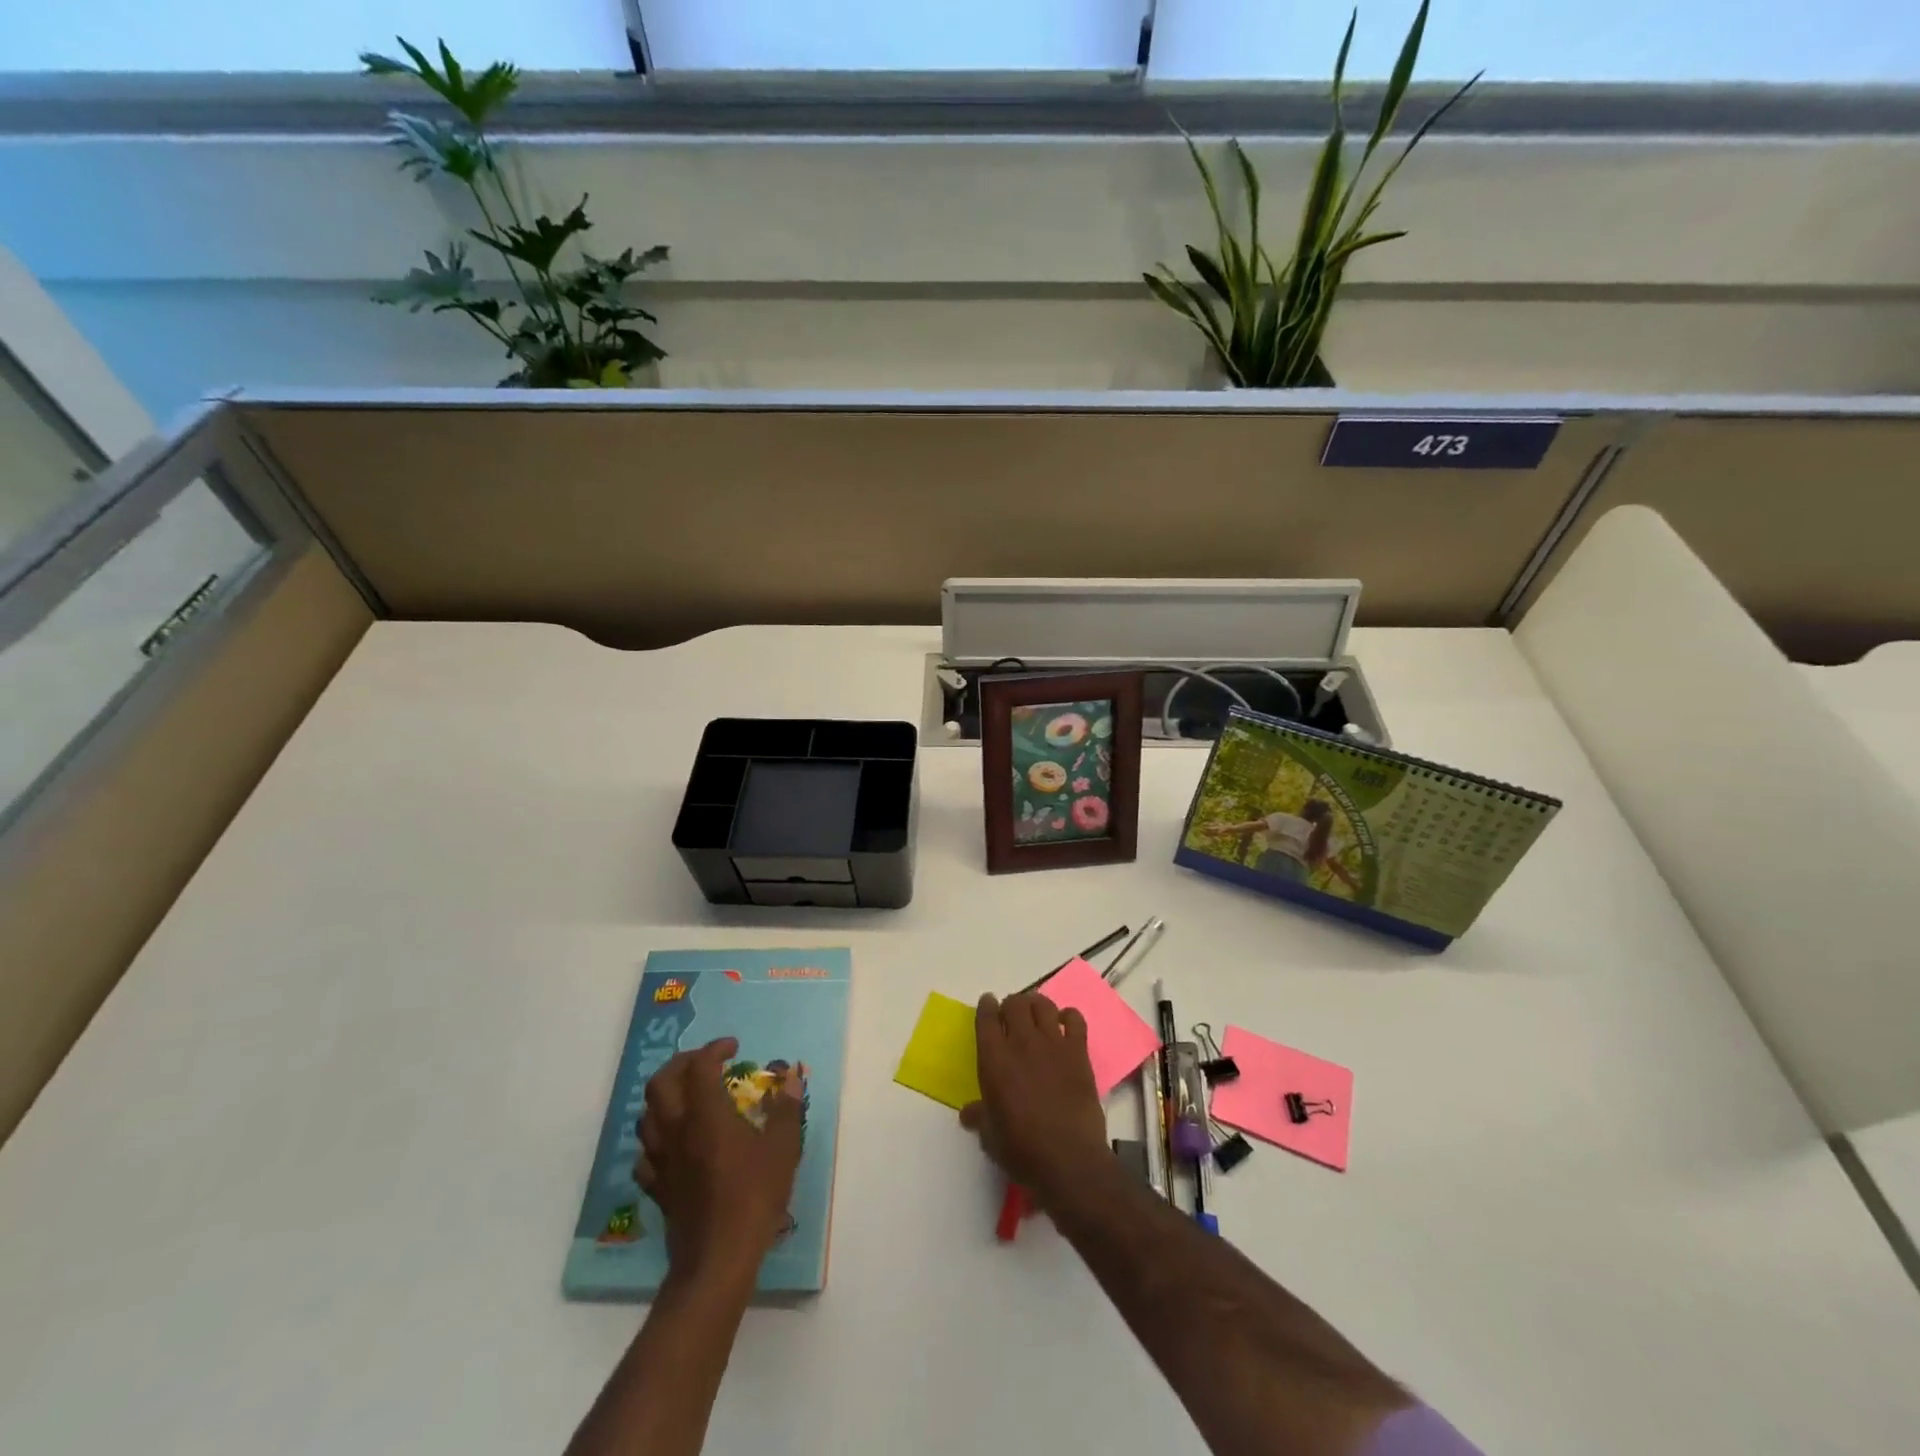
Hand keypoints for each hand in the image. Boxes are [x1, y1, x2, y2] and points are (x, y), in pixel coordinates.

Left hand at [635, 1037, 804, 1282]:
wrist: (717, 1259)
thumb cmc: (754, 1197)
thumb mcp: (783, 1149)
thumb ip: (786, 1110)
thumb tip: (791, 1079)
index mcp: (706, 1115)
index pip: (700, 1066)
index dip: (714, 1049)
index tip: (733, 1048)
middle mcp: (677, 1130)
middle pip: (661, 1083)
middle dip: (681, 1063)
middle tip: (705, 1062)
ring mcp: (661, 1160)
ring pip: (646, 1116)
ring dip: (664, 1097)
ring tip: (687, 1097)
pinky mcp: (656, 1188)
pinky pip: (645, 1154)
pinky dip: (656, 1139)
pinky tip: (673, 1144)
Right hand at [961, 992, 1109, 1204]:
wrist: (1068, 1159)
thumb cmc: (1022, 1149)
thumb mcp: (990, 1136)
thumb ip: (979, 1116)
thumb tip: (968, 1112)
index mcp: (994, 1059)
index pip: (986, 1017)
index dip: (986, 1006)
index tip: (988, 1005)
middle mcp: (1021, 1042)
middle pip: (1016, 1003)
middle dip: (1012, 1005)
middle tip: (1012, 1016)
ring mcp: (1053, 1044)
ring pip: (1043, 1004)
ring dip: (1037, 1005)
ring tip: (1036, 1015)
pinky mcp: (1078, 1052)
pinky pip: (1075, 1019)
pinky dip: (1069, 1016)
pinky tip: (1065, 1024)